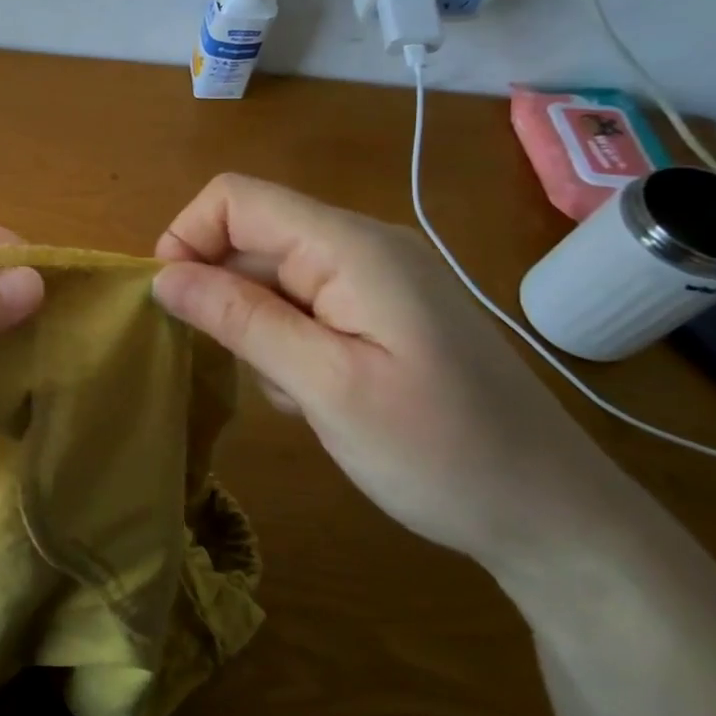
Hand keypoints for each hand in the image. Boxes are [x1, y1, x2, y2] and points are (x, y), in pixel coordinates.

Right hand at [152, 174, 622, 570]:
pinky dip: (286, 345)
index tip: (172, 303)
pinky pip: (302, 306)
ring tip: (294, 393)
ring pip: (270, 277)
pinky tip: (316, 396)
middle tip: (247, 367)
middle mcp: (363, 247)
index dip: (187, 237)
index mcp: (352, 248)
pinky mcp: (381, 313)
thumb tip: (161, 277)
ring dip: (256, 329)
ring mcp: (376, 280)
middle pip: (251, 237)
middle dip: (225, 296)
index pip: (237, 198)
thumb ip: (241, 321)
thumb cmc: (440, 452)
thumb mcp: (325, 387)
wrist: (553, 517)